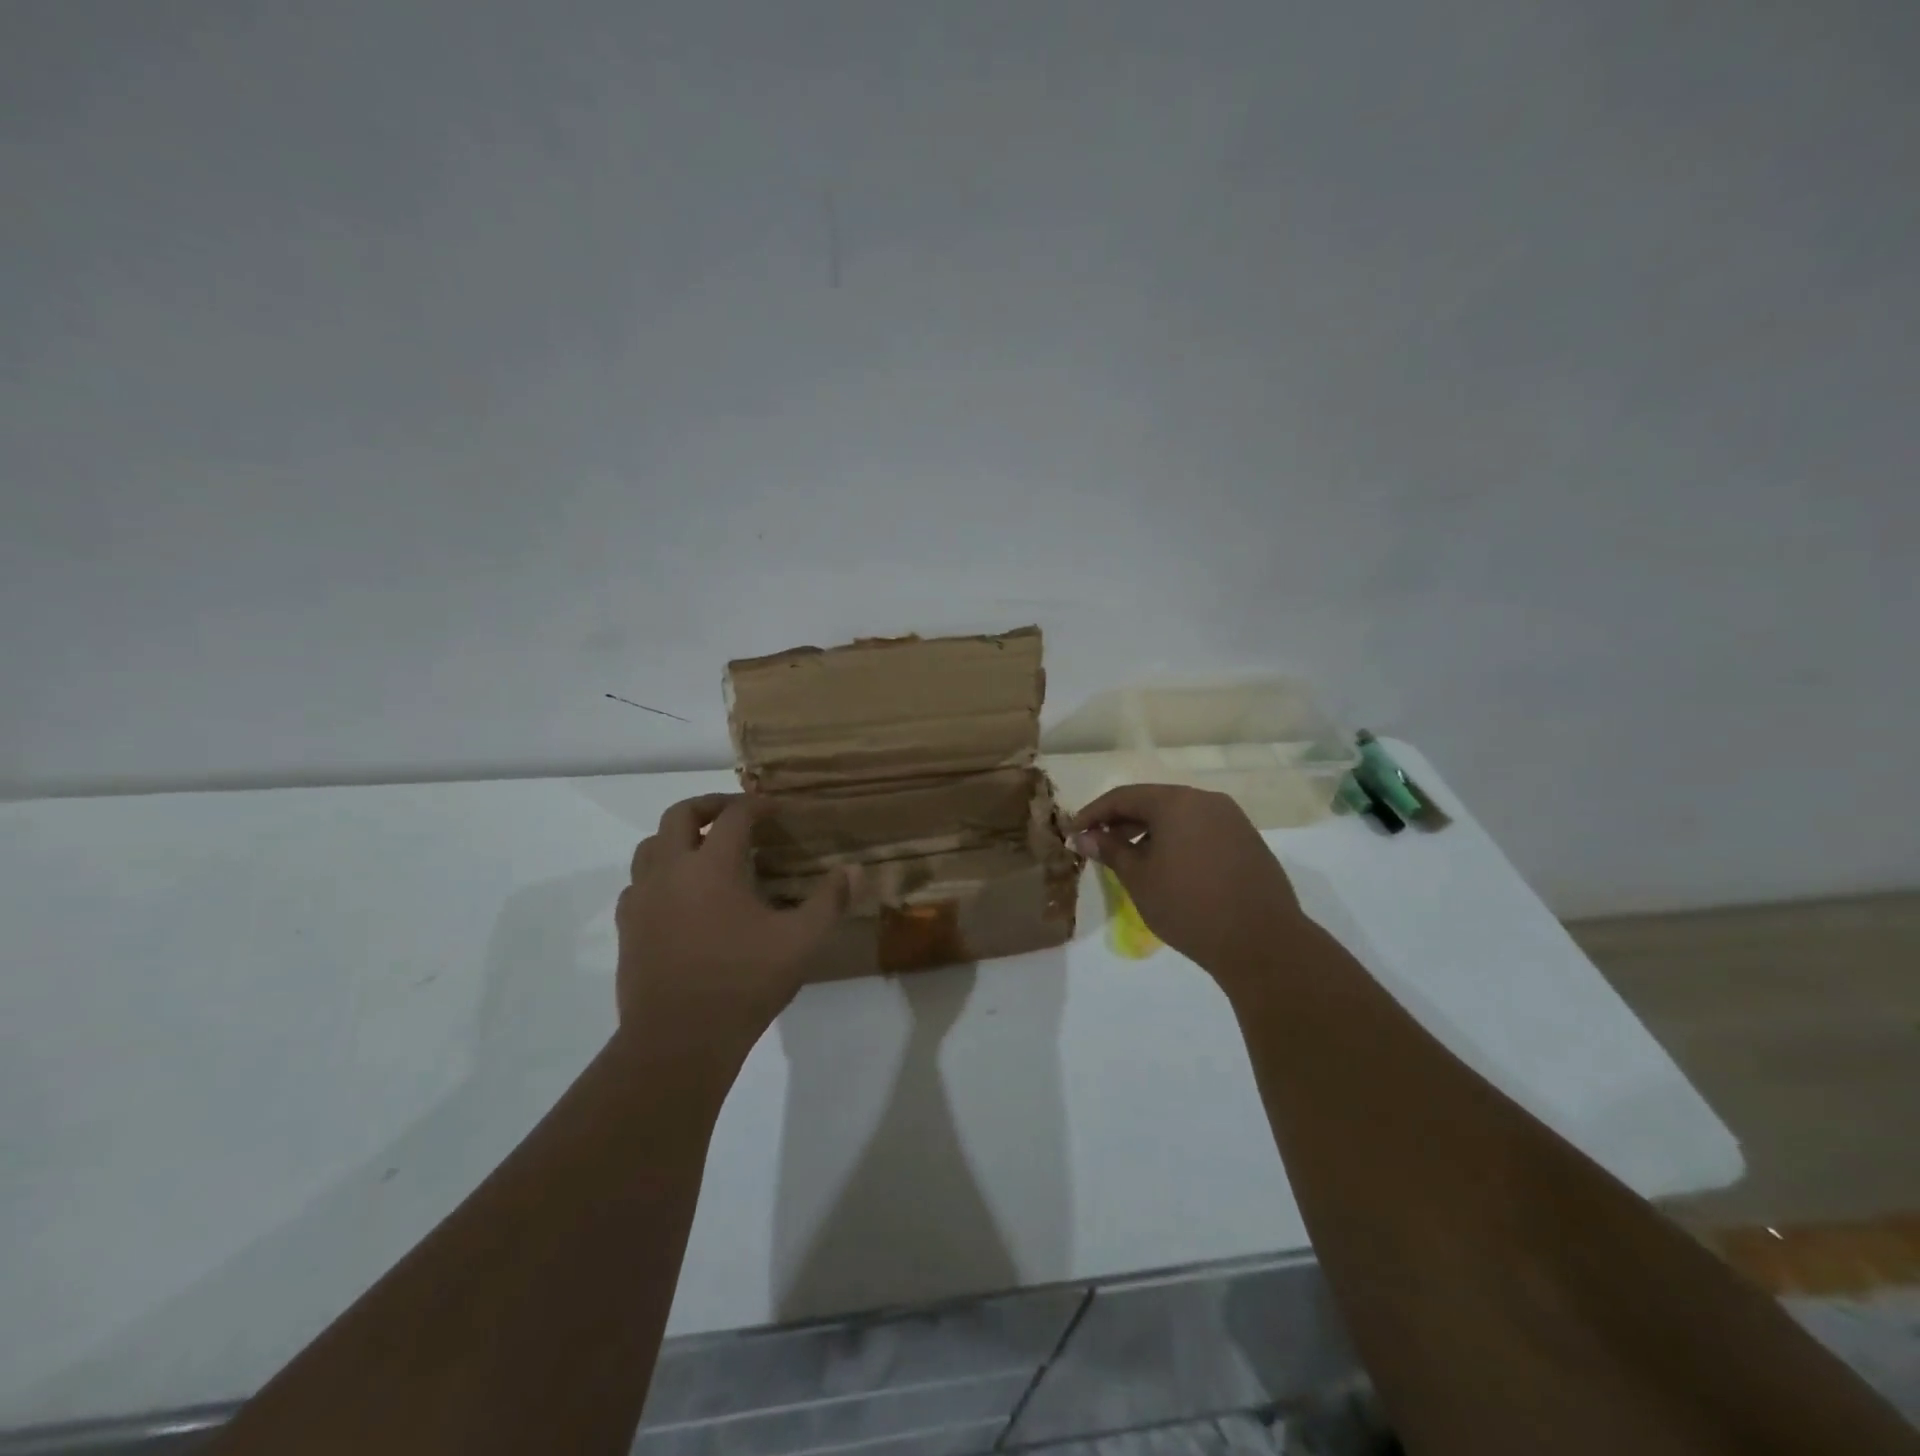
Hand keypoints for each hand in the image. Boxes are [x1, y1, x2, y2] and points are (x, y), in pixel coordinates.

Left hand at [616, 794, 851, 1058]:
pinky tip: (679, 895)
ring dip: (677, 837)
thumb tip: (854, 870)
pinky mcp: (627, 927)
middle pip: (680, 814)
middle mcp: (671, 870)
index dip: (757, 804)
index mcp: (712, 865)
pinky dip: (659, 874)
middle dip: (710, 805)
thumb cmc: (743, 984)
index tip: (776, 808)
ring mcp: (642, 898)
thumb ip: (829, 902)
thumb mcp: (800, 942)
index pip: (734, 815)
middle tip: (736, 814)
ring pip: (650, 845)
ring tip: (704, 849)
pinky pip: (638, 883)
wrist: (678, 1041)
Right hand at [1072, 785, 1305, 981]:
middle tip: (1099, 846)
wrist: (1262, 942)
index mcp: (1176, 802)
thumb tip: (1084, 837)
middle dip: (1122, 822)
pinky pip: (1201, 830)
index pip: (1123, 797)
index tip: (1074, 832)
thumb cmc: (1189, 906)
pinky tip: (1168, 868)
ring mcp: (1232, 819)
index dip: (1094, 814)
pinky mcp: (1247, 840)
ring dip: (1150, 832)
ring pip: (1179, 816)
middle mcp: (1206, 800)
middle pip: (1153, 802)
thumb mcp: (1139, 879)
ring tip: (1131, 860)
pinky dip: (1177, 840)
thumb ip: (1110, 851)